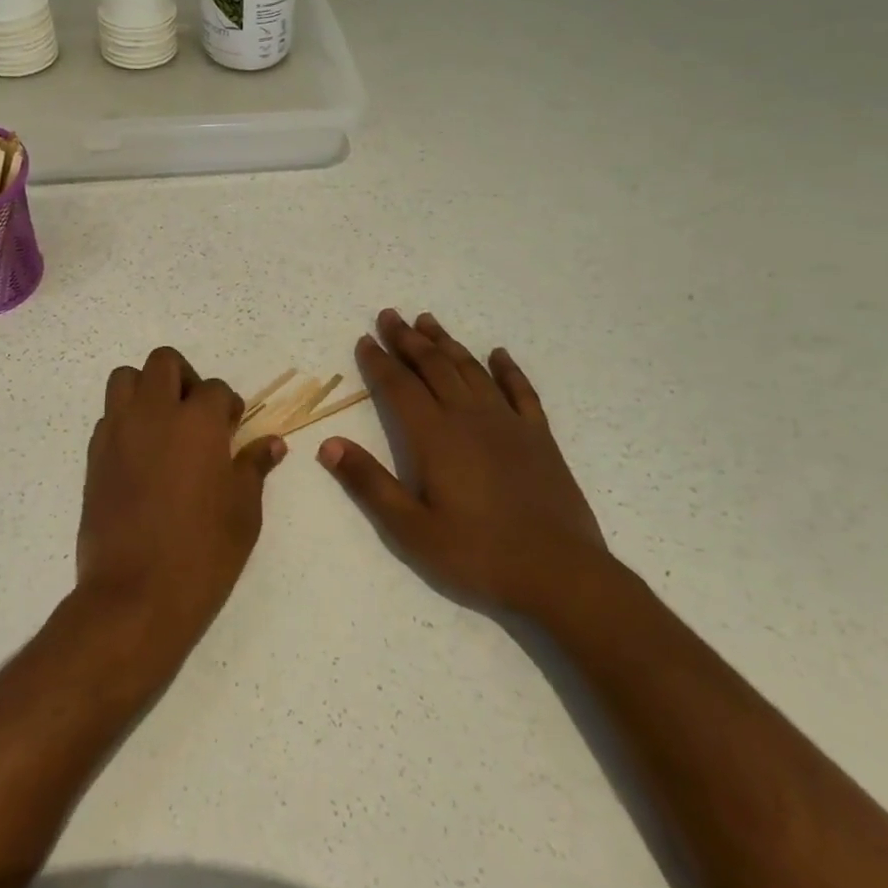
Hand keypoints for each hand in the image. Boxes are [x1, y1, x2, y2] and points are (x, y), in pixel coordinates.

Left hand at [77, 347, 286, 657]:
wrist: (135, 596)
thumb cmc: (202, 553)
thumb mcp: (243, 511)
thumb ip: (254, 467)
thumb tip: (271, 444)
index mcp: (197, 421)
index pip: (215, 389)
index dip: (228, 407)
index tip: (232, 430)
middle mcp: (154, 414)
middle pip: (164, 362)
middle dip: (184, 378)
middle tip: (196, 415)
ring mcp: (119, 432)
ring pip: (126, 378)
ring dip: (147, 390)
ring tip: (163, 426)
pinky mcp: (95, 456)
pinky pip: (109, 417)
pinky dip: (126, 422)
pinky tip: (141, 457)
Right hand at [317, 310, 607, 612]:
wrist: (559, 572)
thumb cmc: (477, 554)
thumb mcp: (411, 530)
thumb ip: (369, 483)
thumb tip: (328, 444)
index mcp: (435, 436)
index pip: (399, 386)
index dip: (379, 361)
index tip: (365, 339)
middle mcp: (469, 417)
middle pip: (433, 366)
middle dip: (408, 339)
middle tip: (391, 315)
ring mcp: (507, 423)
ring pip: (471, 369)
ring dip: (447, 343)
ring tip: (428, 322)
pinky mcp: (538, 436)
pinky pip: (520, 390)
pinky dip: (507, 369)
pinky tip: (498, 354)